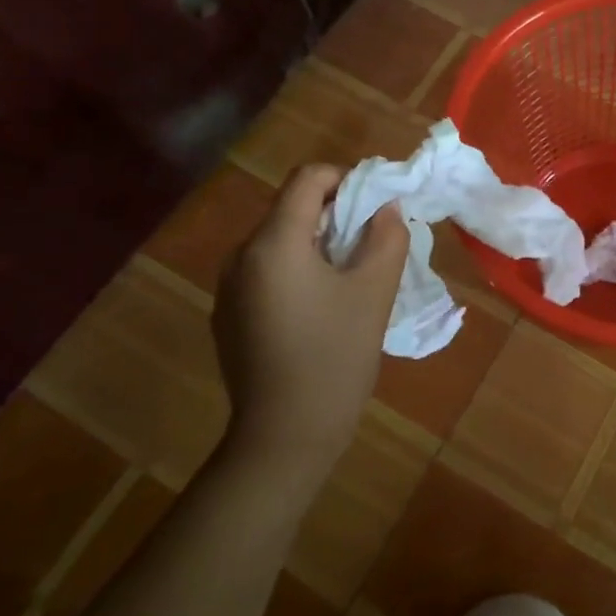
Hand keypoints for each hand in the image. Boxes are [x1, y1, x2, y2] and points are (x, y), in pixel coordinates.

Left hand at [211, 163, 408, 479]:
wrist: (284, 437)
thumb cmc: (334, 357)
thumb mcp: (374, 291)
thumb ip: (386, 237)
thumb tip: (385, 208)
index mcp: (274, 242)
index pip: (308, 178)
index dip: (347, 179)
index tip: (377, 207)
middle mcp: (241, 255)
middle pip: (292, 208)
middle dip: (336, 213)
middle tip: (372, 244)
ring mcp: (229, 287)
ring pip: (280, 241)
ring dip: (318, 243)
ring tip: (351, 278)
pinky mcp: (228, 314)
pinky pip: (267, 271)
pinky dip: (298, 270)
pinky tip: (320, 309)